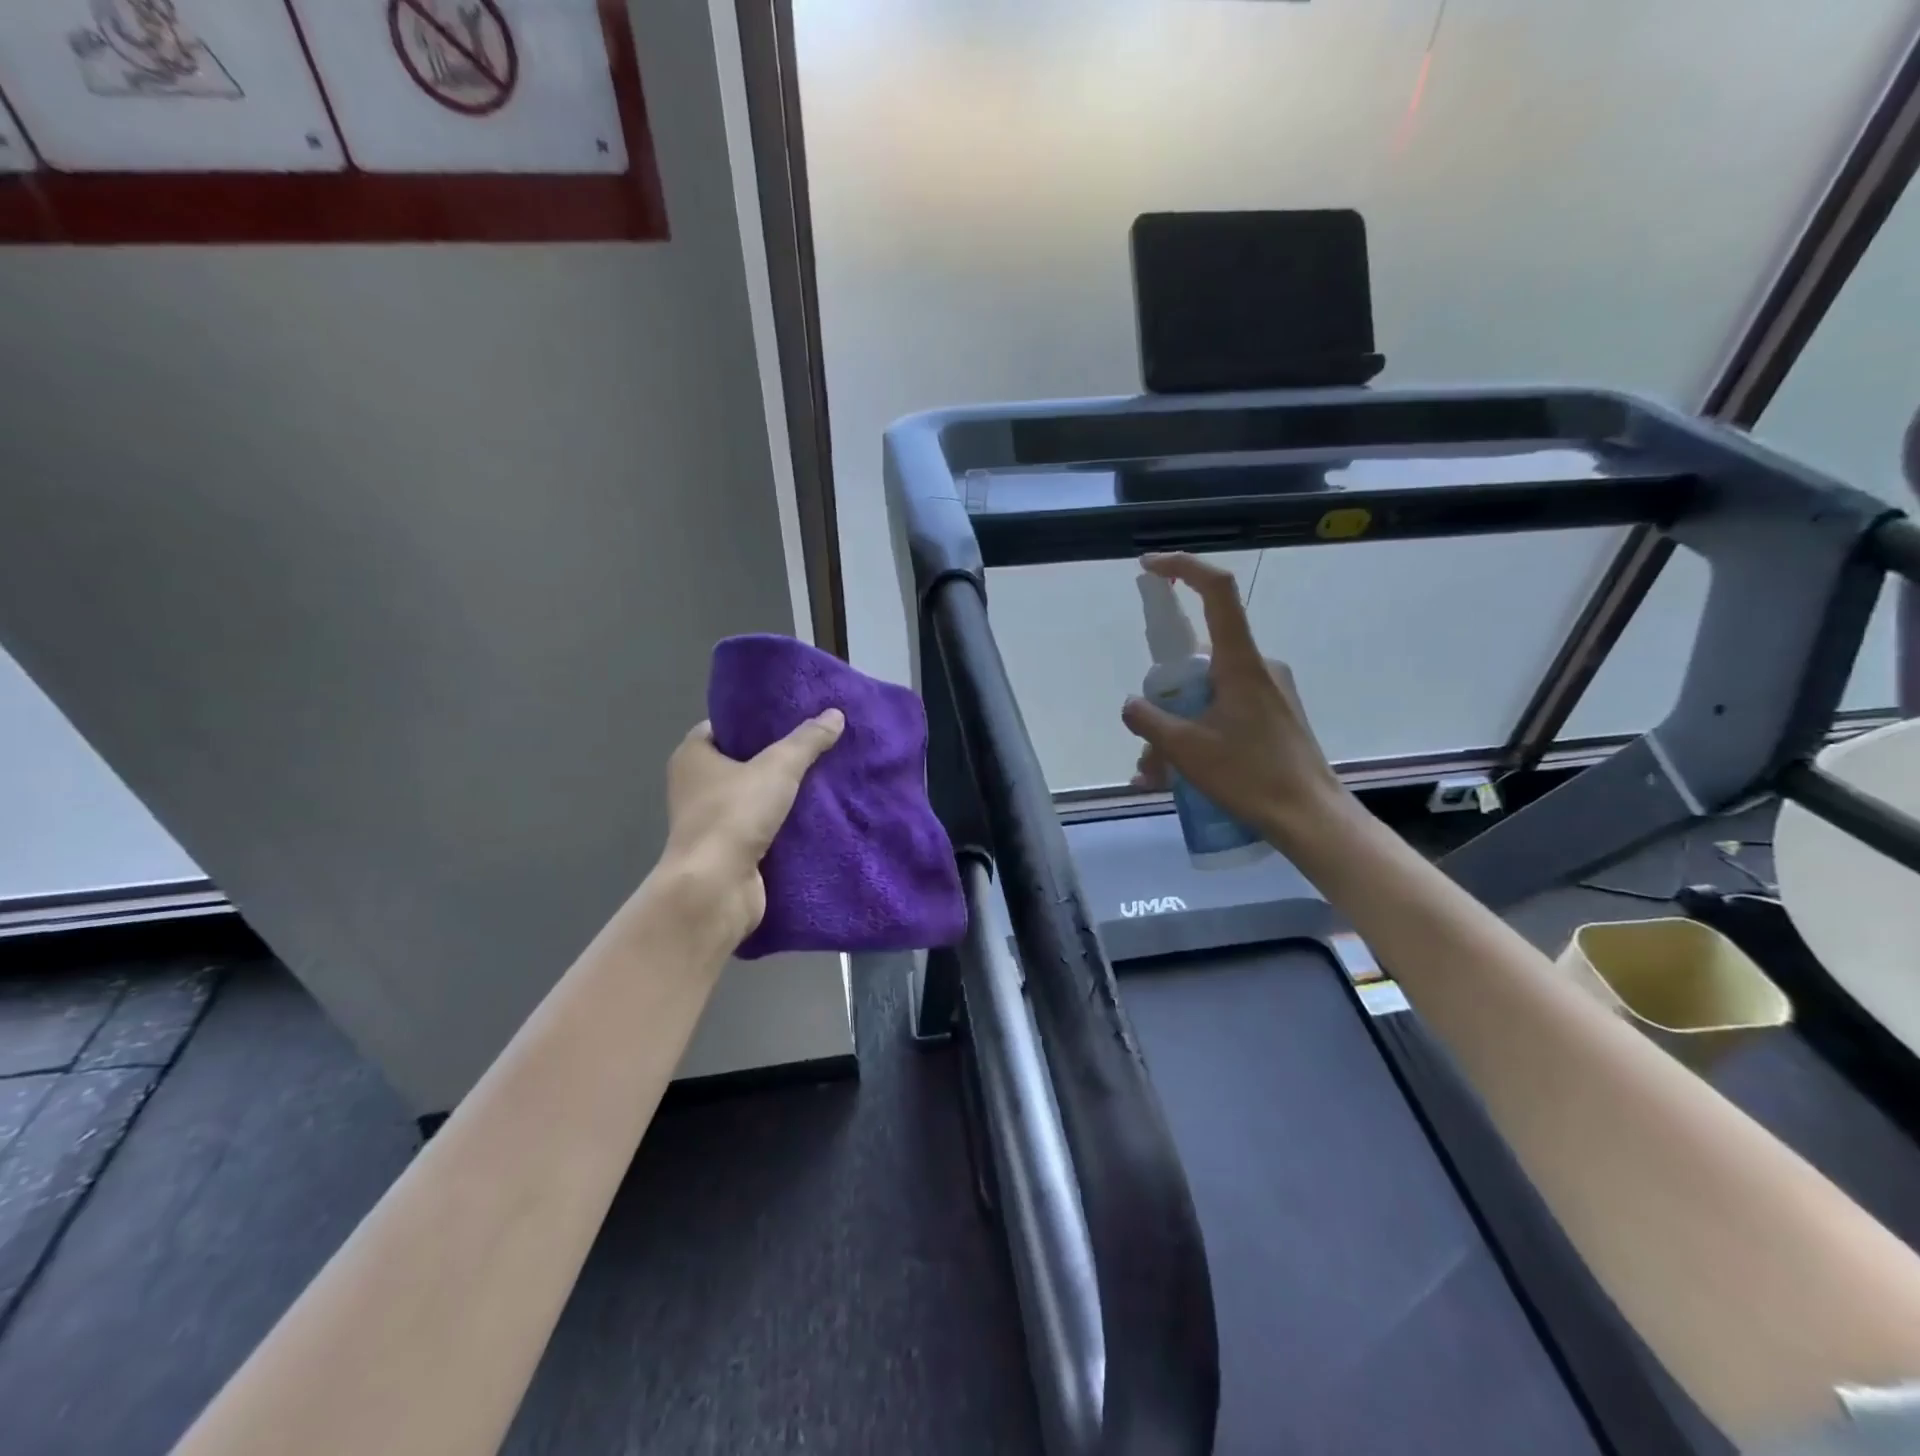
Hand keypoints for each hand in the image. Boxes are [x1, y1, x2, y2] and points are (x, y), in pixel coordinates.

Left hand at [661, 710, 845, 941]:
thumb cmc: (734, 814)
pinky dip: (783, 824)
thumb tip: (835, 714)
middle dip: (776, 758)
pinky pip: (761, 828)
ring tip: (823, 778)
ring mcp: (711, 822)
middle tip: (816, 747)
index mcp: (692, 757)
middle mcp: (695, 787)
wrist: (716, 888)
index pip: (725, 728)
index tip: (792, 719)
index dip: (756, 723)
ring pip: (754, 798)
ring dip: (782, 794)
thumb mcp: (778, 767)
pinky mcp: (728, 852)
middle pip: (742, 763)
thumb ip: (807, 740)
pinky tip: (816, 816)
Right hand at [1121, 553, 1348, 849]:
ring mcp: (1269, 693)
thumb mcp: (1185, 750)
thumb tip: (1132, 705)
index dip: (1182, 568)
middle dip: (1164, 698)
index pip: (1216, 591)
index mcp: (1240, 662)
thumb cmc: (1250, 776)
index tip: (1149, 567)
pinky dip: (1198, 737)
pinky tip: (1181, 778)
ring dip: (1176, 729)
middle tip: (1146, 744)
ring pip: (1207, 695)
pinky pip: (1224, 714)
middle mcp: (1258, 667)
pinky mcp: (1274, 717)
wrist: (1311, 818)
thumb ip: (1149, 720)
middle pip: (1199, 660)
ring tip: (1158, 777)